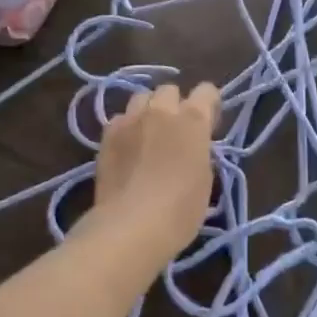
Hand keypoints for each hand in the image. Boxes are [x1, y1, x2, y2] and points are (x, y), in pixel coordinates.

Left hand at [90, 82, 220, 264]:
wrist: (131, 226)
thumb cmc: (180, 209)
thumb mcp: (204, 180)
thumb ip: (200, 152)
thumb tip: (192, 147)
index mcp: (193, 119)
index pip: (206, 91)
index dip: (209, 104)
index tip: (208, 124)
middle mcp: (162, 110)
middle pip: (169, 90)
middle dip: (174, 105)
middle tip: (175, 131)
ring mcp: (131, 119)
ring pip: (141, 98)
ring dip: (148, 111)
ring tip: (148, 134)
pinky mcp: (107, 134)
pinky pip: (120, 119)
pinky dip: (126, 128)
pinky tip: (127, 148)